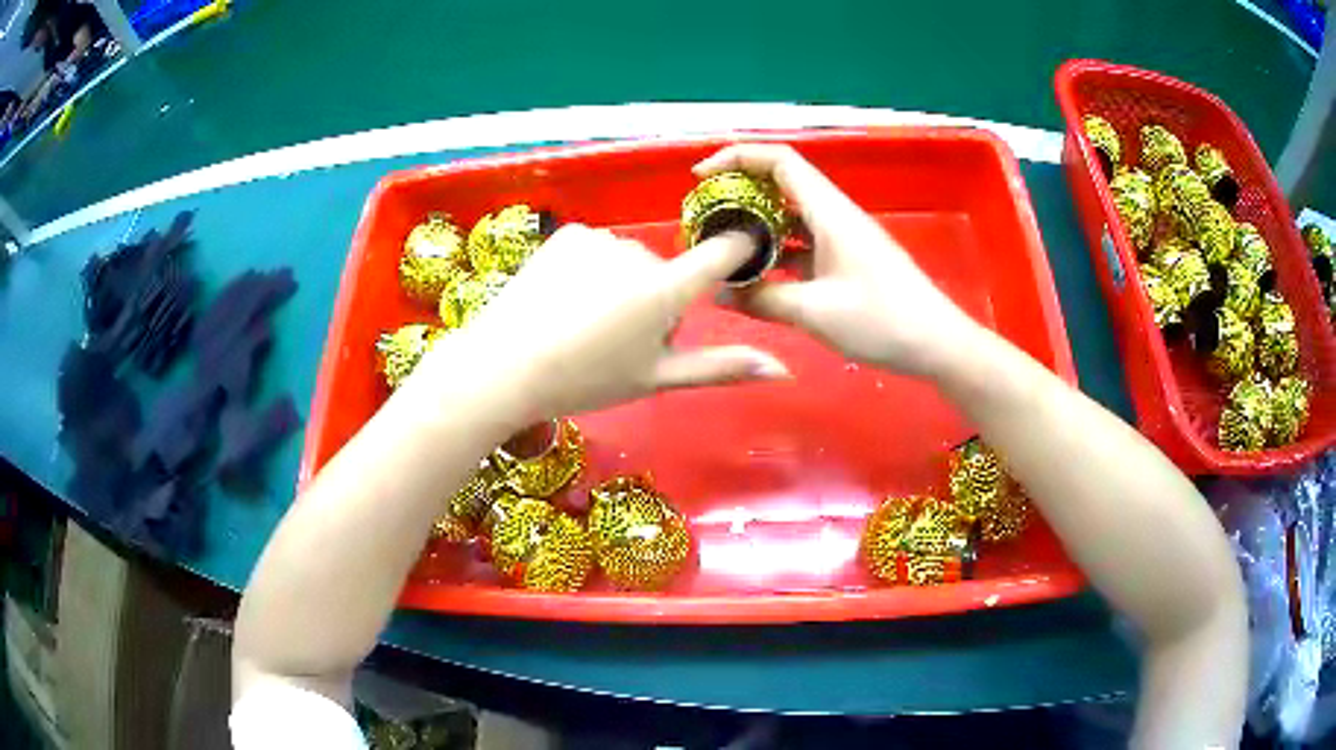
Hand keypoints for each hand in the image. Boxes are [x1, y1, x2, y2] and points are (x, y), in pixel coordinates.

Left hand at [423, 224, 789, 421]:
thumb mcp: (656, 379)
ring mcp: (600, 239)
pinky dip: (591, 269)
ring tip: (586, 323)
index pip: (721, 253)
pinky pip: (597, 249)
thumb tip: (782, 369)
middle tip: (622, 341)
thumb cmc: (586, 380)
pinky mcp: (568, 233)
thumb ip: (721, 368)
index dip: (737, 251)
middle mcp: (638, 253)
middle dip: (657, 299)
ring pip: (630, 261)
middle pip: (666, 270)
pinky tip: (565, 300)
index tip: (741, 256)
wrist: (504, 366)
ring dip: (622, 284)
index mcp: (665, 289)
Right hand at [696, 144, 981, 379]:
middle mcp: (834, 216)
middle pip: (780, 186)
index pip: (779, 160)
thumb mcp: (815, 312)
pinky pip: (802, 247)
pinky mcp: (846, 263)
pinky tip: (755, 281)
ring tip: (720, 252)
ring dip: (755, 230)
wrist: (937, 345)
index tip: (701, 178)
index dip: (738, 157)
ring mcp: (842, 240)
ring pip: (789, 220)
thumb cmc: (882, 320)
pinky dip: (776, 256)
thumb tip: (719, 294)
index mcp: (829, 211)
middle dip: (739, 196)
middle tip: (703, 222)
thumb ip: (762, 300)